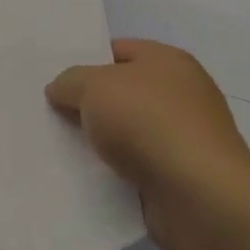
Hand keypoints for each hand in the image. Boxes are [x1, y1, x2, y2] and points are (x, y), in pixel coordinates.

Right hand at [46, 39, 249, 249]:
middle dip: (87, 104)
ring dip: (99, 141)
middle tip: (49, 112)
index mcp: (168, 61)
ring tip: (58, 147)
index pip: (116, 50)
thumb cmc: (148, 123)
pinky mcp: (180, 177)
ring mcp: (183, 138)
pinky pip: (134, 167)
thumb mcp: (93, 86)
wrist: (201, 199)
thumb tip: (60, 91)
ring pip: (125, 132)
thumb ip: (69, 81)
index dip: (84, 61)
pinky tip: (84, 176)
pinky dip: (113, 171)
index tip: (54, 80)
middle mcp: (181, 95)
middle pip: (120, 92)